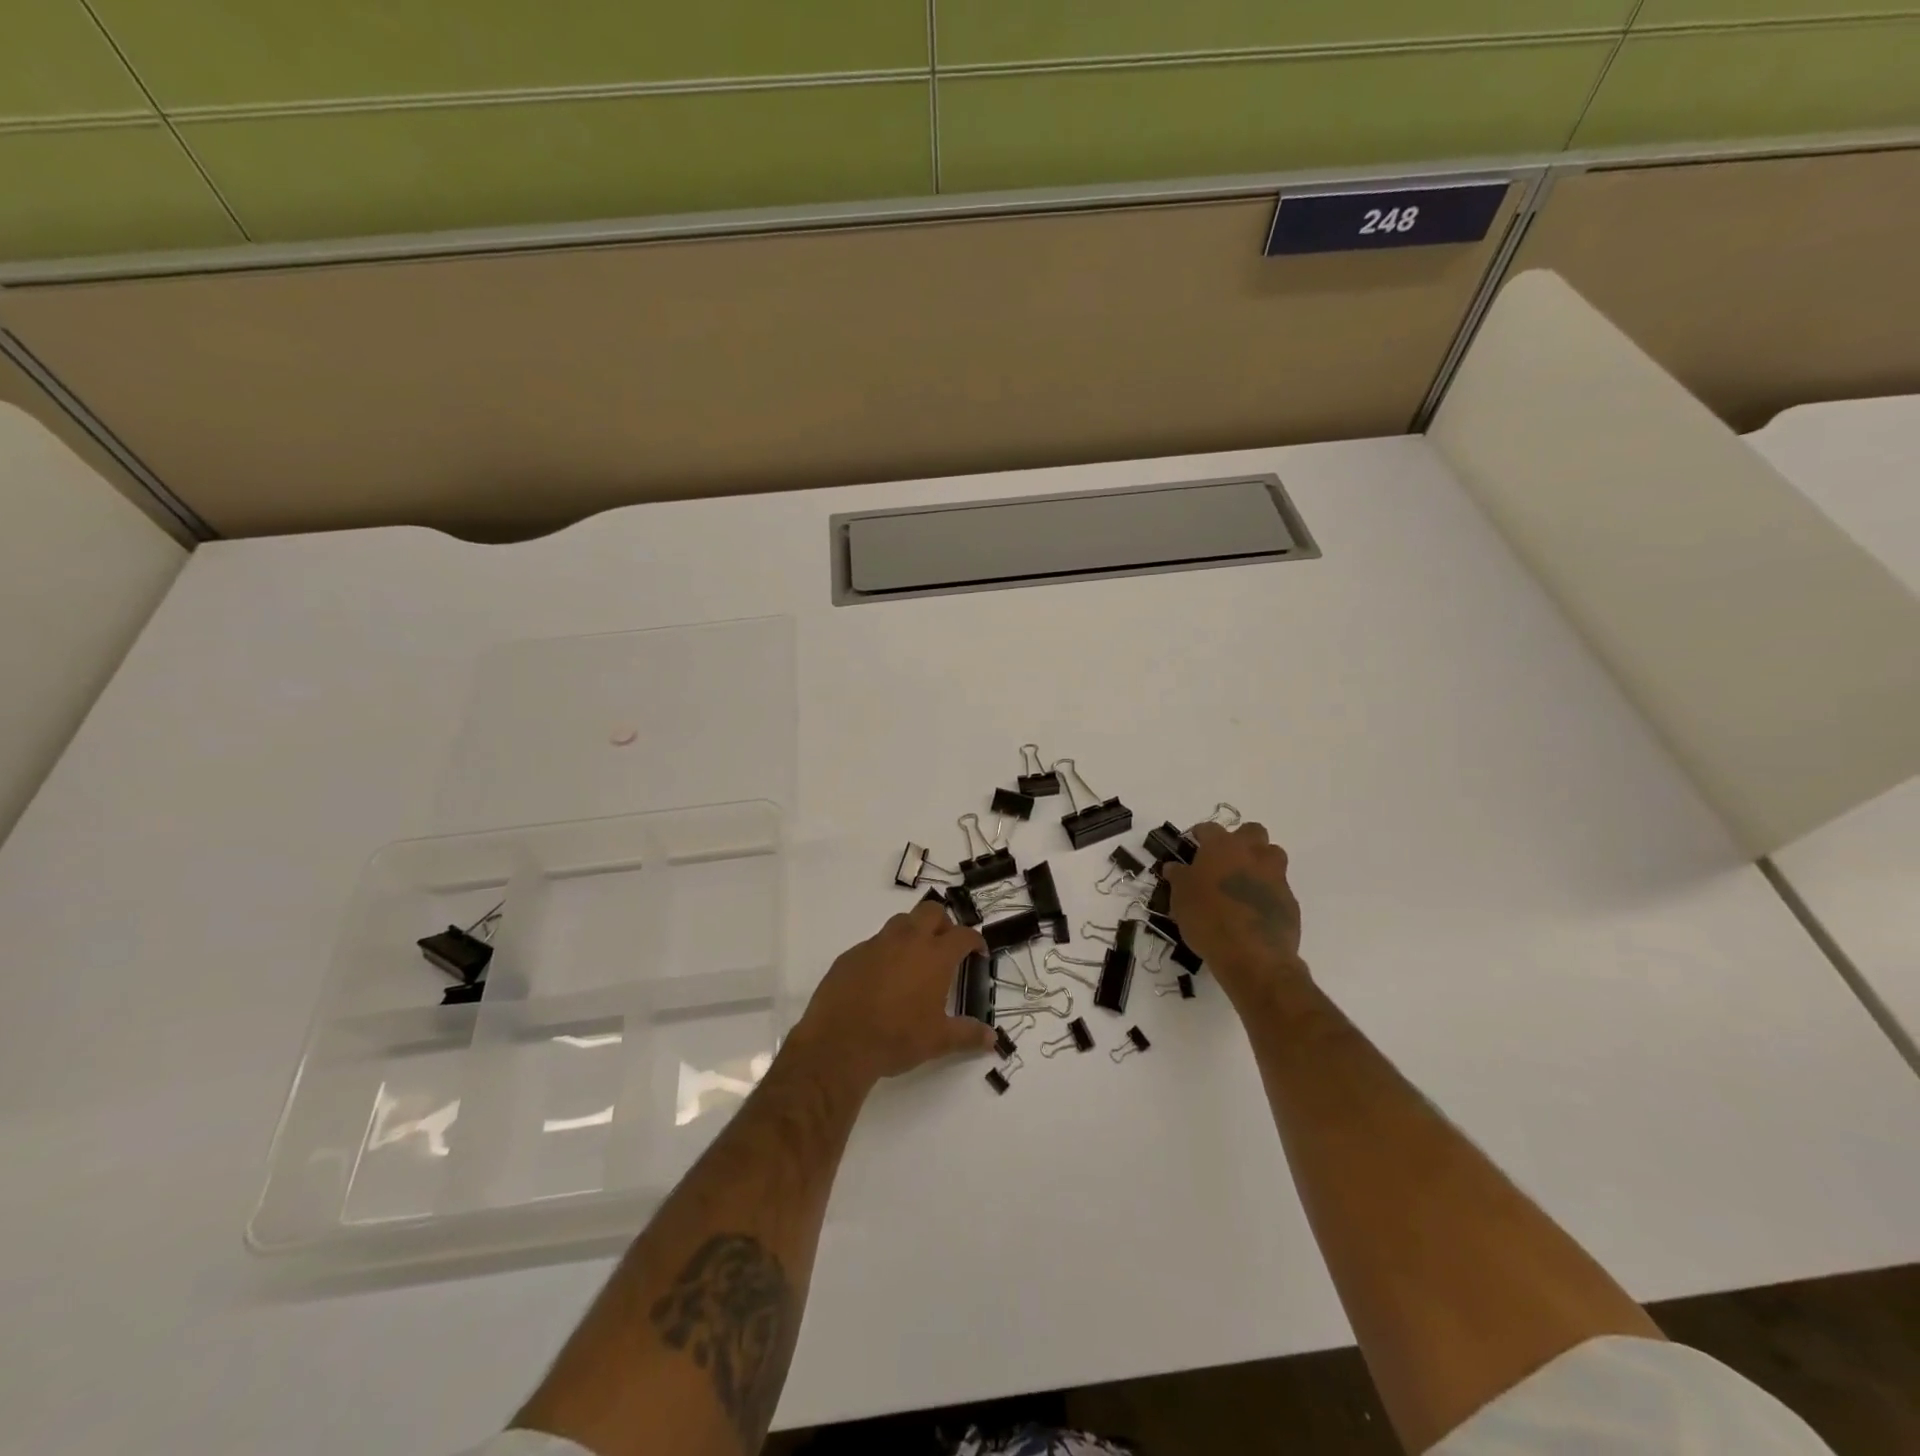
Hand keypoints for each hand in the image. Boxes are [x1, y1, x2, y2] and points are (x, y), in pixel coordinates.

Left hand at [790, 901, 995, 1088]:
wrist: (839, 1043)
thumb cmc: (897, 1038)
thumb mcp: (938, 1041)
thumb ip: (968, 1035)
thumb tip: (992, 1038)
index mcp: (934, 956)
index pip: (963, 935)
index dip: (975, 941)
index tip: (978, 952)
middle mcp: (907, 940)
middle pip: (931, 912)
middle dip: (943, 923)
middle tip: (945, 948)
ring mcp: (876, 944)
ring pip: (901, 922)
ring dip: (913, 932)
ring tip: (914, 960)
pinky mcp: (851, 954)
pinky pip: (874, 943)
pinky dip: (885, 952)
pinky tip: (881, 979)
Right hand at [1162, 822, 1310, 1009]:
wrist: (1252, 956)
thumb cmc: (1207, 919)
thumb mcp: (1180, 898)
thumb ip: (1178, 877)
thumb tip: (1174, 867)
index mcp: (1222, 847)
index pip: (1210, 828)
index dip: (1200, 835)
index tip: (1194, 844)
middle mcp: (1252, 854)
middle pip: (1252, 831)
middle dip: (1240, 840)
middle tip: (1224, 859)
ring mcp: (1275, 876)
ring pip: (1272, 855)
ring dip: (1260, 861)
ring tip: (1243, 882)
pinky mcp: (1289, 900)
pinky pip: (1278, 886)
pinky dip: (1267, 891)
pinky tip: (1253, 910)